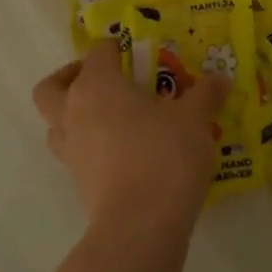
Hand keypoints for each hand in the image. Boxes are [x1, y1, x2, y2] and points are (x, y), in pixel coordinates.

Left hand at [32, 40, 228, 232]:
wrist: (142, 223)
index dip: (116, 48)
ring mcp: (70, 151)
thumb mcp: (194, 119)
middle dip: (70, 78)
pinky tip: (123, 152)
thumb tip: (220, 79)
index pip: (97, 53)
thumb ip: (205, 94)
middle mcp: (72, 113)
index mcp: (96, 86)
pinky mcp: (78, 182)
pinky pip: (75, 154)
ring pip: (55, 124)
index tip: (138, 52)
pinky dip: (90, 147)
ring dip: (73, 116)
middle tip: (104, 81)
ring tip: (110, 119)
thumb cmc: (164, 155)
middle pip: (51, 87)